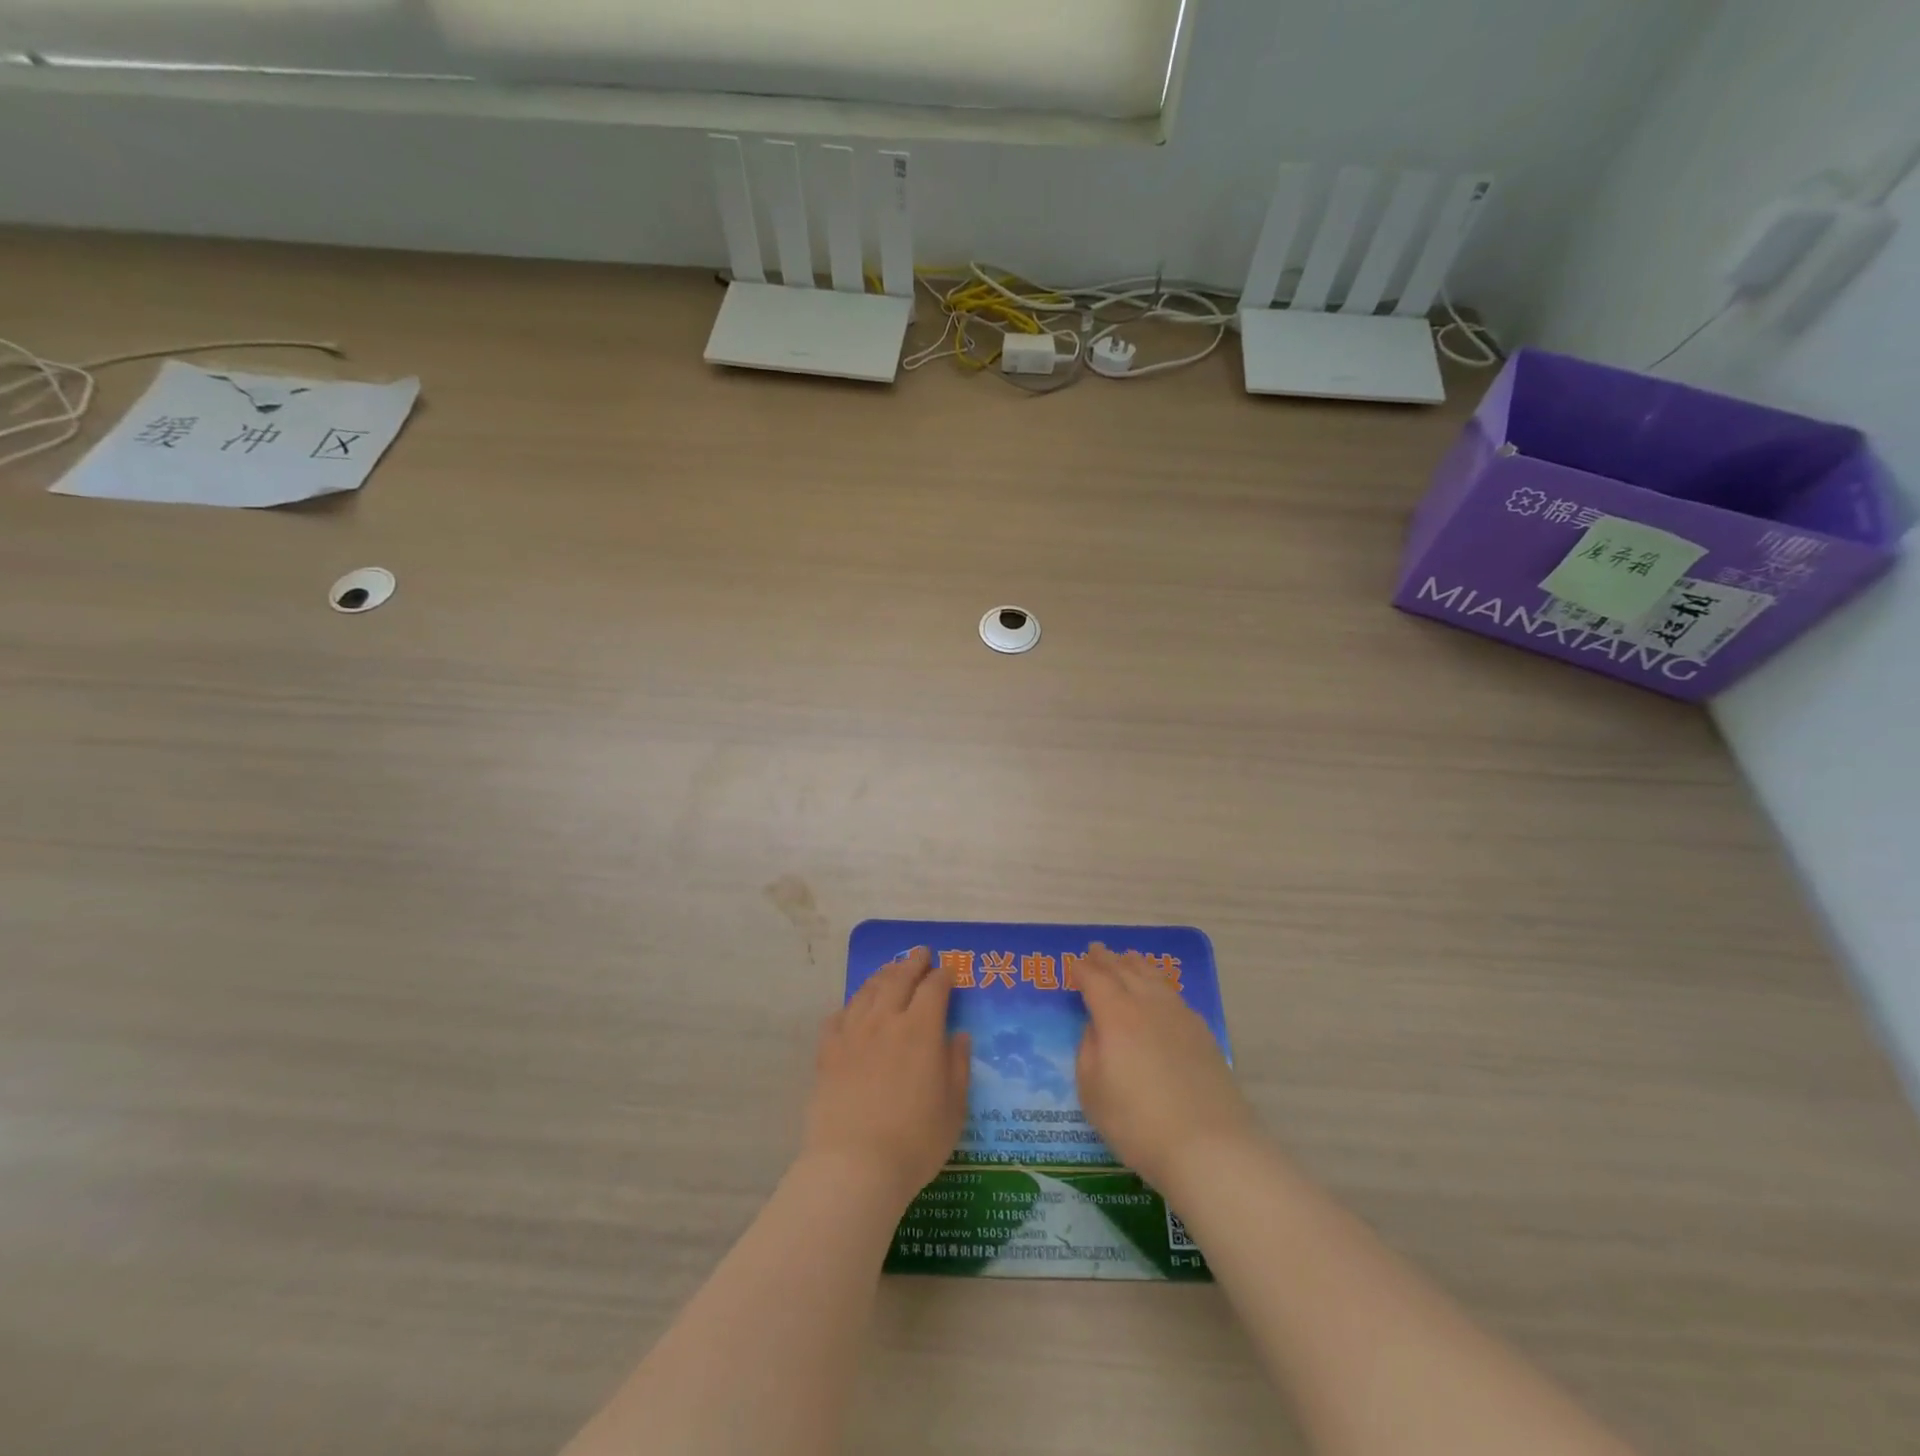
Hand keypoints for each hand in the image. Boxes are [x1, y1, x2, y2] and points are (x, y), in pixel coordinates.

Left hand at [801, 947, 970, 1206]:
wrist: (855, 1166)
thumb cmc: (915, 1141)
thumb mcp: (954, 1107)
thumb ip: (958, 1065)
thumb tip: (959, 1034)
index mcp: (922, 1030)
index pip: (934, 988)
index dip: (943, 976)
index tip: (948, 972)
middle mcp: (886, 1020)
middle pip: (899, 978)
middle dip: (913, 962)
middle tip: (920, 953)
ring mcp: (853, 1033)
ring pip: (868, 991)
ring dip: (883, 975)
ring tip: (890, 970)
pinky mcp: (828, 1052)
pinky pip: (838, 1016)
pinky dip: (851, 1006)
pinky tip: (854, 1009)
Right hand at [1075, 943, 1259, 1195]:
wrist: (1209, 1146)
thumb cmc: (1137, 1123)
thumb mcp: (1092, 1091)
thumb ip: (1088, 1050)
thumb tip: (1096, 1027)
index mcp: (1116, 1014)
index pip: (1094, 980)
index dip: (1082, 970)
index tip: (1073, 965)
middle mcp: (1147, 1004)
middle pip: (1124, 971)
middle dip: (1107, 959)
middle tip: (1096, 950)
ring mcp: (1179, 1015)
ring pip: (1153, 977)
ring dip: (1135, 965)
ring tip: (1128, 958)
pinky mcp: (1202, 1032)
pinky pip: (1173, 994)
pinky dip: (1159, 984)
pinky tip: (1159, 991)